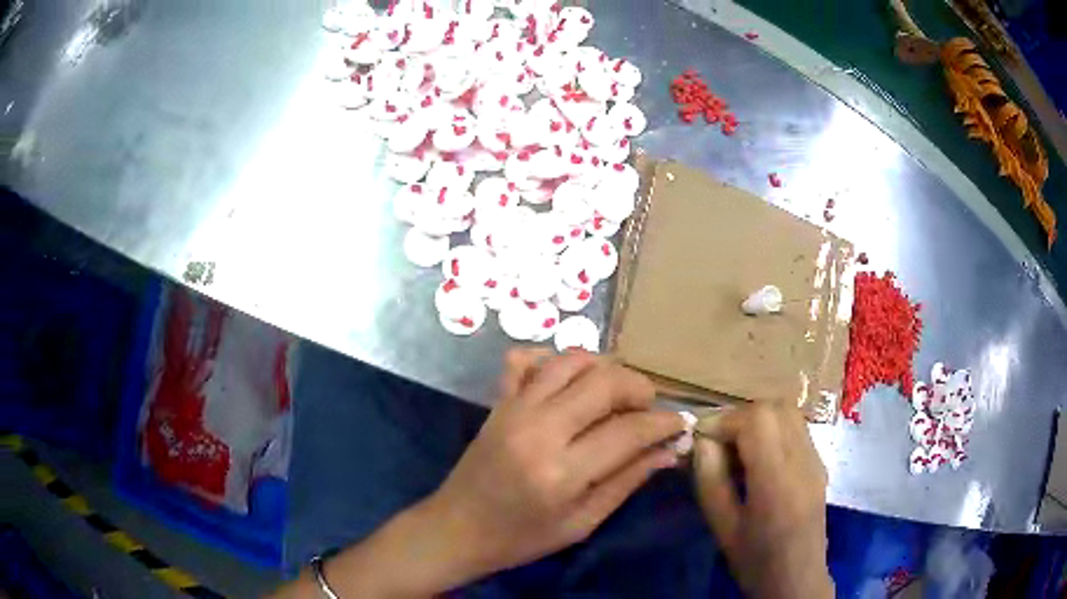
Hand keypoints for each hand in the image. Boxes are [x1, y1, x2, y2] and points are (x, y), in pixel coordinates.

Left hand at [426, 348, 684, 582]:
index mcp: (562, 472)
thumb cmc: (521, 538)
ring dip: (605, 368)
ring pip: (571, 361)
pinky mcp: (497, 402)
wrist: (456, 529)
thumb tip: (668, 452)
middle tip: (649, 408)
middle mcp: (539, 430)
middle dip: (639, 388)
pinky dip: (552, 359)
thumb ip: (626, 482)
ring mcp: (514, 409)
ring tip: (617, 393)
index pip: (629, 431)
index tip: (680, 424)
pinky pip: (525, 359)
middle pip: (604, 382)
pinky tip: (569, 380)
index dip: (663, 423)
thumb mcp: (581, 523)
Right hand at [693, 403, 832, 598]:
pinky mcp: (820, 464)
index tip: (703, 440)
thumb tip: (702, 441)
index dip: (725, 420)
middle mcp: (803, 460)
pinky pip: (796, 429)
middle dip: (741, 416)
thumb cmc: (755, 558)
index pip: (757, 420)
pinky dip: (774, 430)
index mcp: (777, 480)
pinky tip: (760, 459)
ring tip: (738, 449)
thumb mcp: (722, 527)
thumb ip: (710, 480)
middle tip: (719, 443)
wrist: (796, 577)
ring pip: (789, 413)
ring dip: (759, 421)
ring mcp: (816, 459)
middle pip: (776, 408)